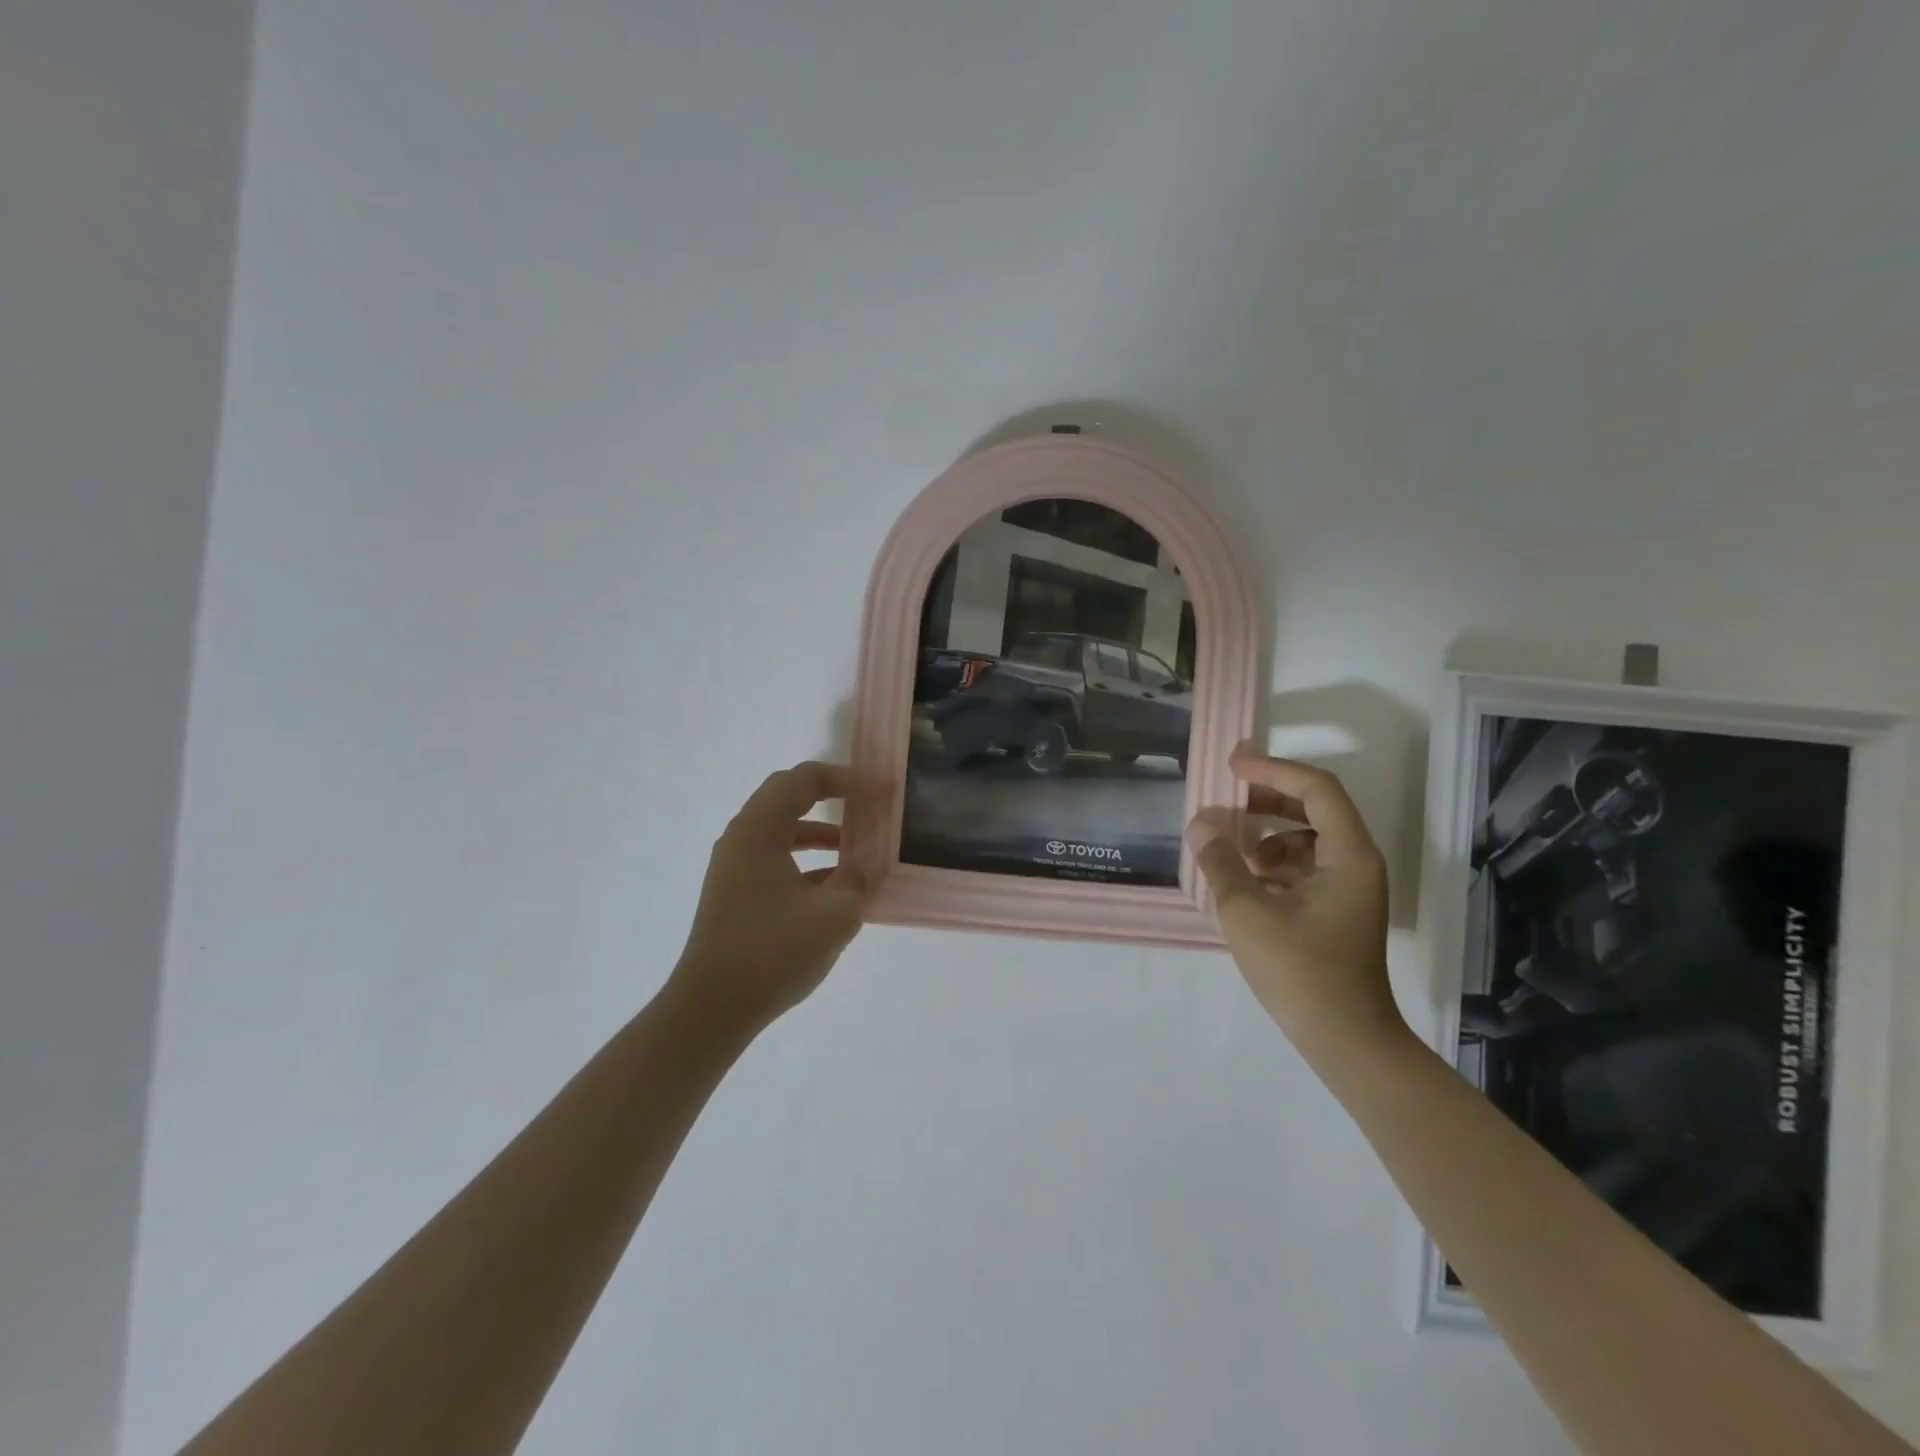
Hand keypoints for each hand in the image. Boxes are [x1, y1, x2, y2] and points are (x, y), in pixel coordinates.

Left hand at [670, 761, 872, 1037]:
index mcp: (759, 830)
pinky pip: (776, 859)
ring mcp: (734, 867)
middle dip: (832, 796)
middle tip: (867, 806)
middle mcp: (741, 838)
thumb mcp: (834, 914)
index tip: (882, 793)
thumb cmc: (772, 953)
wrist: (711, 1010)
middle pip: (788, 796)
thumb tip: (864, 865)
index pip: (805, 779)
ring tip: (858, 848)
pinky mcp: (736, 893)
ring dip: (821, 832)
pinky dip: (807, 861)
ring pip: (783, 830)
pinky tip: (836, 886)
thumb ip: (858, 879)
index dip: (848, 779)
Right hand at [1187, 751, 1401, 1052]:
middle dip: (1266, 801)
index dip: (1272, 771)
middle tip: (1225, 800)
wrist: (1345, 1040)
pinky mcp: (1337, 910)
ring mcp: (1349, 888)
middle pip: (1314, 809)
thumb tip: (1200, 824)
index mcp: (1349, 855)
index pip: (1316, 789)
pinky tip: (1244, 883)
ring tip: (1229, 853)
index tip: (1231, 768)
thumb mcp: (1247, 913)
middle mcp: (1357, 863)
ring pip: (1307, 840)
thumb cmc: (1300, 972)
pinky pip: (1304, 868)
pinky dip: (1273, 865)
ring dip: (1266, 836)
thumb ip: (1221, 862)